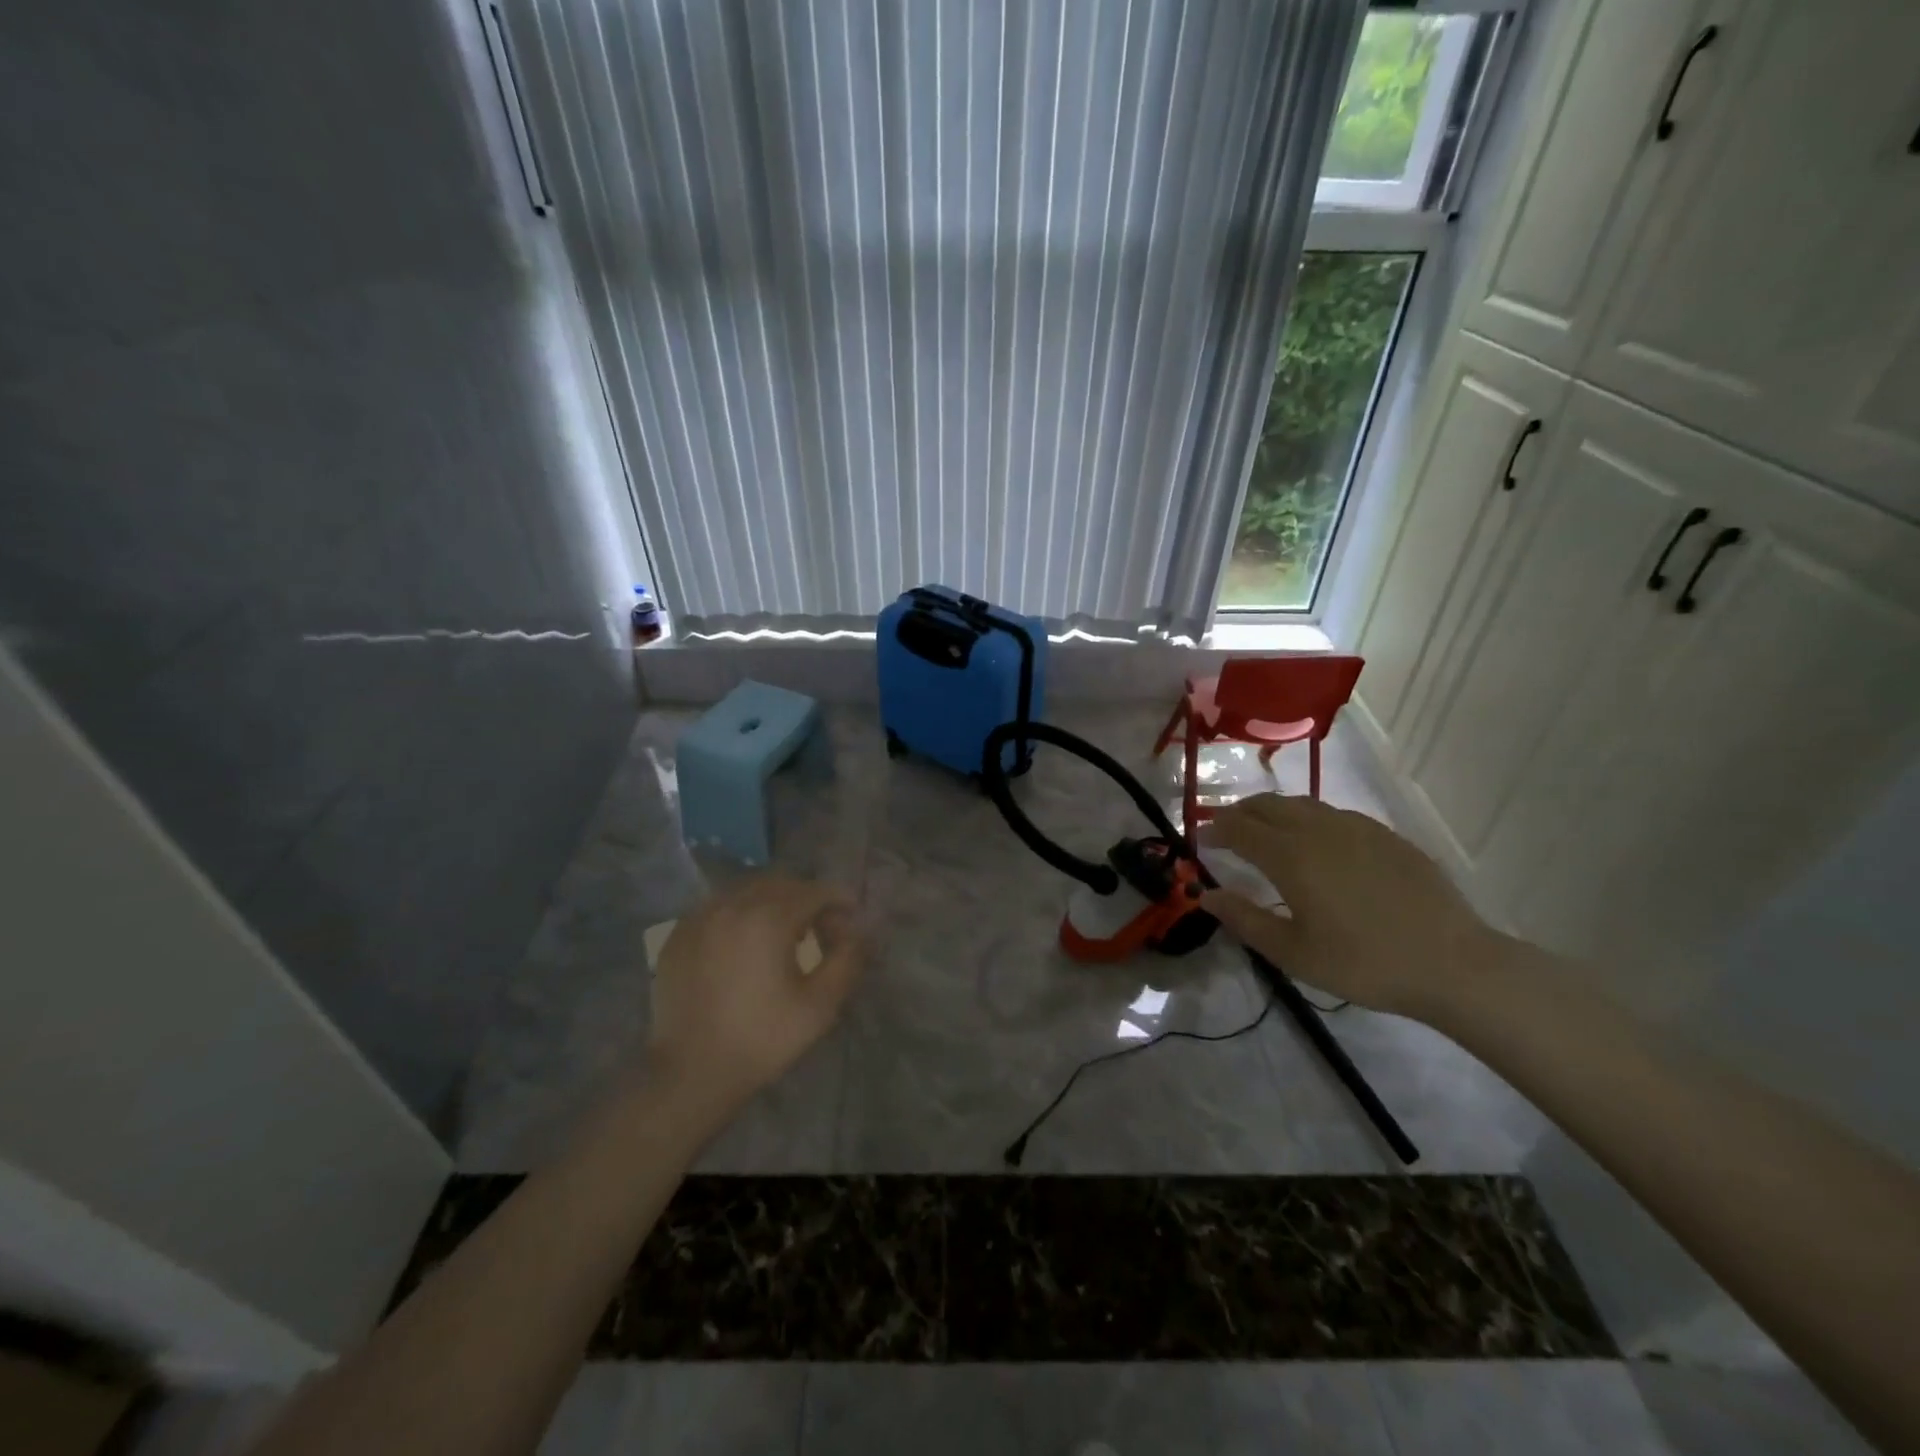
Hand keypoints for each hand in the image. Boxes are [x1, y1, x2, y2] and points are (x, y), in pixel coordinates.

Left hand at [646, 876, 865, 1123]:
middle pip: (781, 882)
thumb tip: (859, 932)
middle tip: (819, 930)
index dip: (839, 902)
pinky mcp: (678, 935)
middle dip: (807, 899)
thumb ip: (848, 959)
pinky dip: (739, 914)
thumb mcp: (820, 1005)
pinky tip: (744, 945)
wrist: (690, 1074)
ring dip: (772, 903)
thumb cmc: (761, 1039)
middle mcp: (732, 905)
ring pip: (746, 890)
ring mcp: (699, 917)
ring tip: (782, 936)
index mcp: (769, 918)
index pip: (815, 890)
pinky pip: (718, 907)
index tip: (850, 924)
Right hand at [1201, 794, 1493, 1019]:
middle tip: (1225, 830)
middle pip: (1266, 805)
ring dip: (1272, 811)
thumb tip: (1206, 895)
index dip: (1213, 829)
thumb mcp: (1293, 953)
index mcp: (1290, 856)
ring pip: (1301, 804)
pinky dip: (1308, 818)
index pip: (1238, 828)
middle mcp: (1318, 830)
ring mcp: (1356, 828)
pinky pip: (1333, 813)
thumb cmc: (1363, 963)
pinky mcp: (1385, 835)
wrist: (1453, 963)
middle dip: (1239, 813)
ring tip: (1264, 830)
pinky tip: (1315, 841)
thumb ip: (1245, 919)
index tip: (1199, 839)